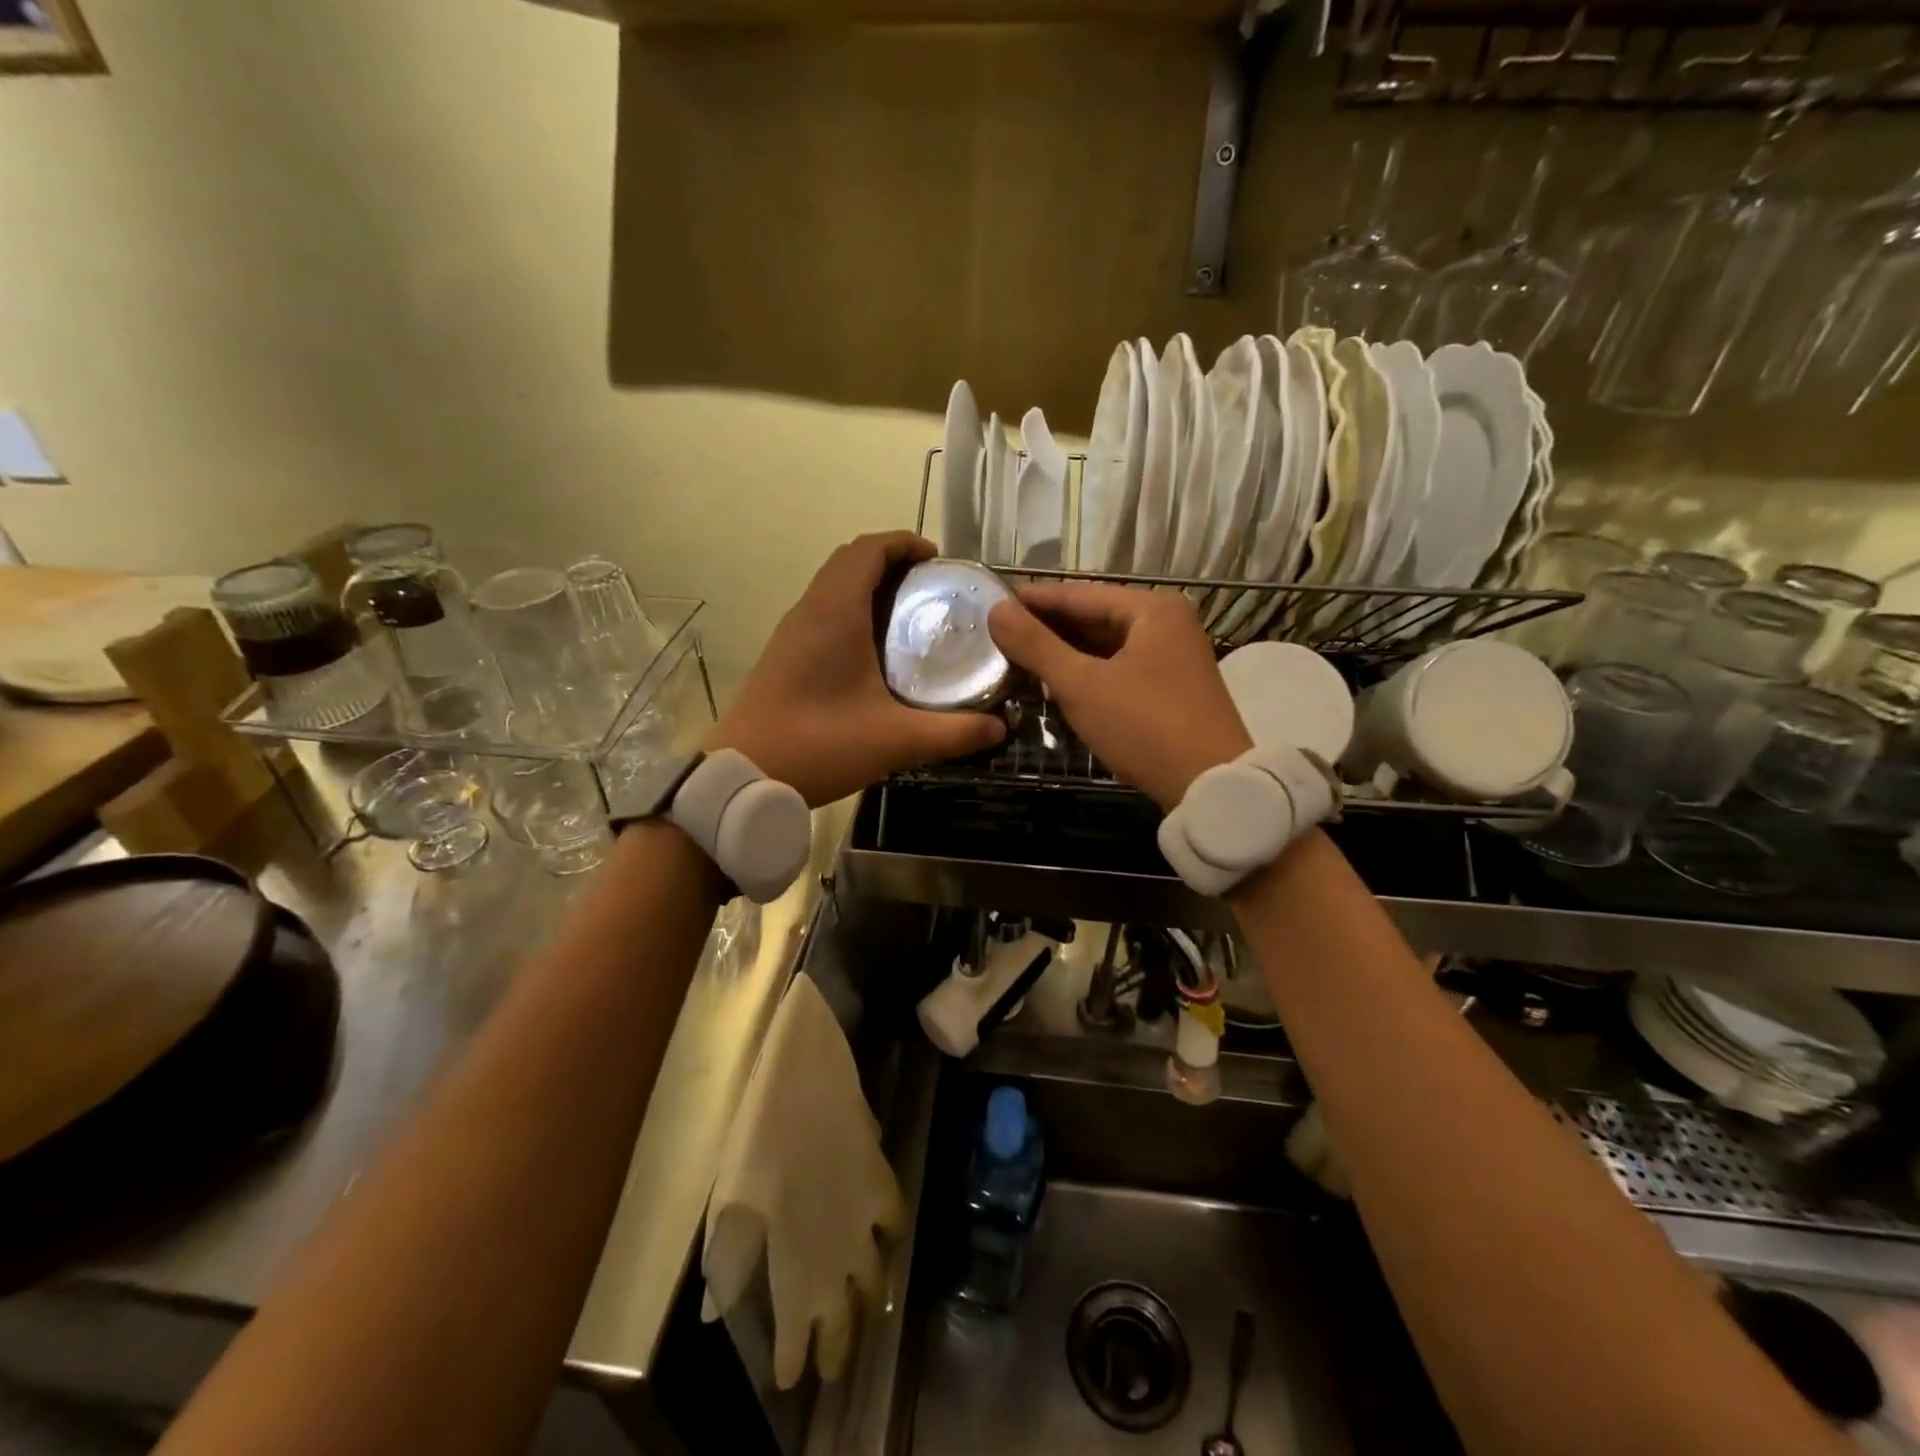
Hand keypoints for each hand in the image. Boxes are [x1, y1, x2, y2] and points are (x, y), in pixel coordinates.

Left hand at [707, 532, 1005, 807]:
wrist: (742, 774)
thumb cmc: (819, 745)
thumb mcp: (896, 740)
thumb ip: (953, 733)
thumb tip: (1000, 727)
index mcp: (835, 613)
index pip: (868, 549)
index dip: (903, 543)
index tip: (938, 559)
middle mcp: (810, 610)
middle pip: (849, 560)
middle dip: (891, 561)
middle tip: (931, 587)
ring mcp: (791, 632)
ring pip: (832, 585)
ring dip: (868, 585)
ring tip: (910, 614)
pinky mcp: (783, 654)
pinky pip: (822, 611)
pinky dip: (851, 609)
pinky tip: (876, 650)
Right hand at [988, 582, 1250, 811]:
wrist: (1210, 787)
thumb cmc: (1144, 727)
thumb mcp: (1082, 685)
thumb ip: (1036, 645)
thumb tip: (996, 611)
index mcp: (1151, 608)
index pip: (1078, 594)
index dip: (1031, 600)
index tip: (990, 603)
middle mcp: (1166, 622)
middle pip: (1093, 617)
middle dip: (1046, 630)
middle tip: (996, 636)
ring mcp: (1172, 655)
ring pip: (1105, 646)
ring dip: (1064, 654)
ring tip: (1016, 660)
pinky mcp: (1170, 686)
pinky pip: (1118, 668)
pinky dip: (1087, 674)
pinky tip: (1054, 684)